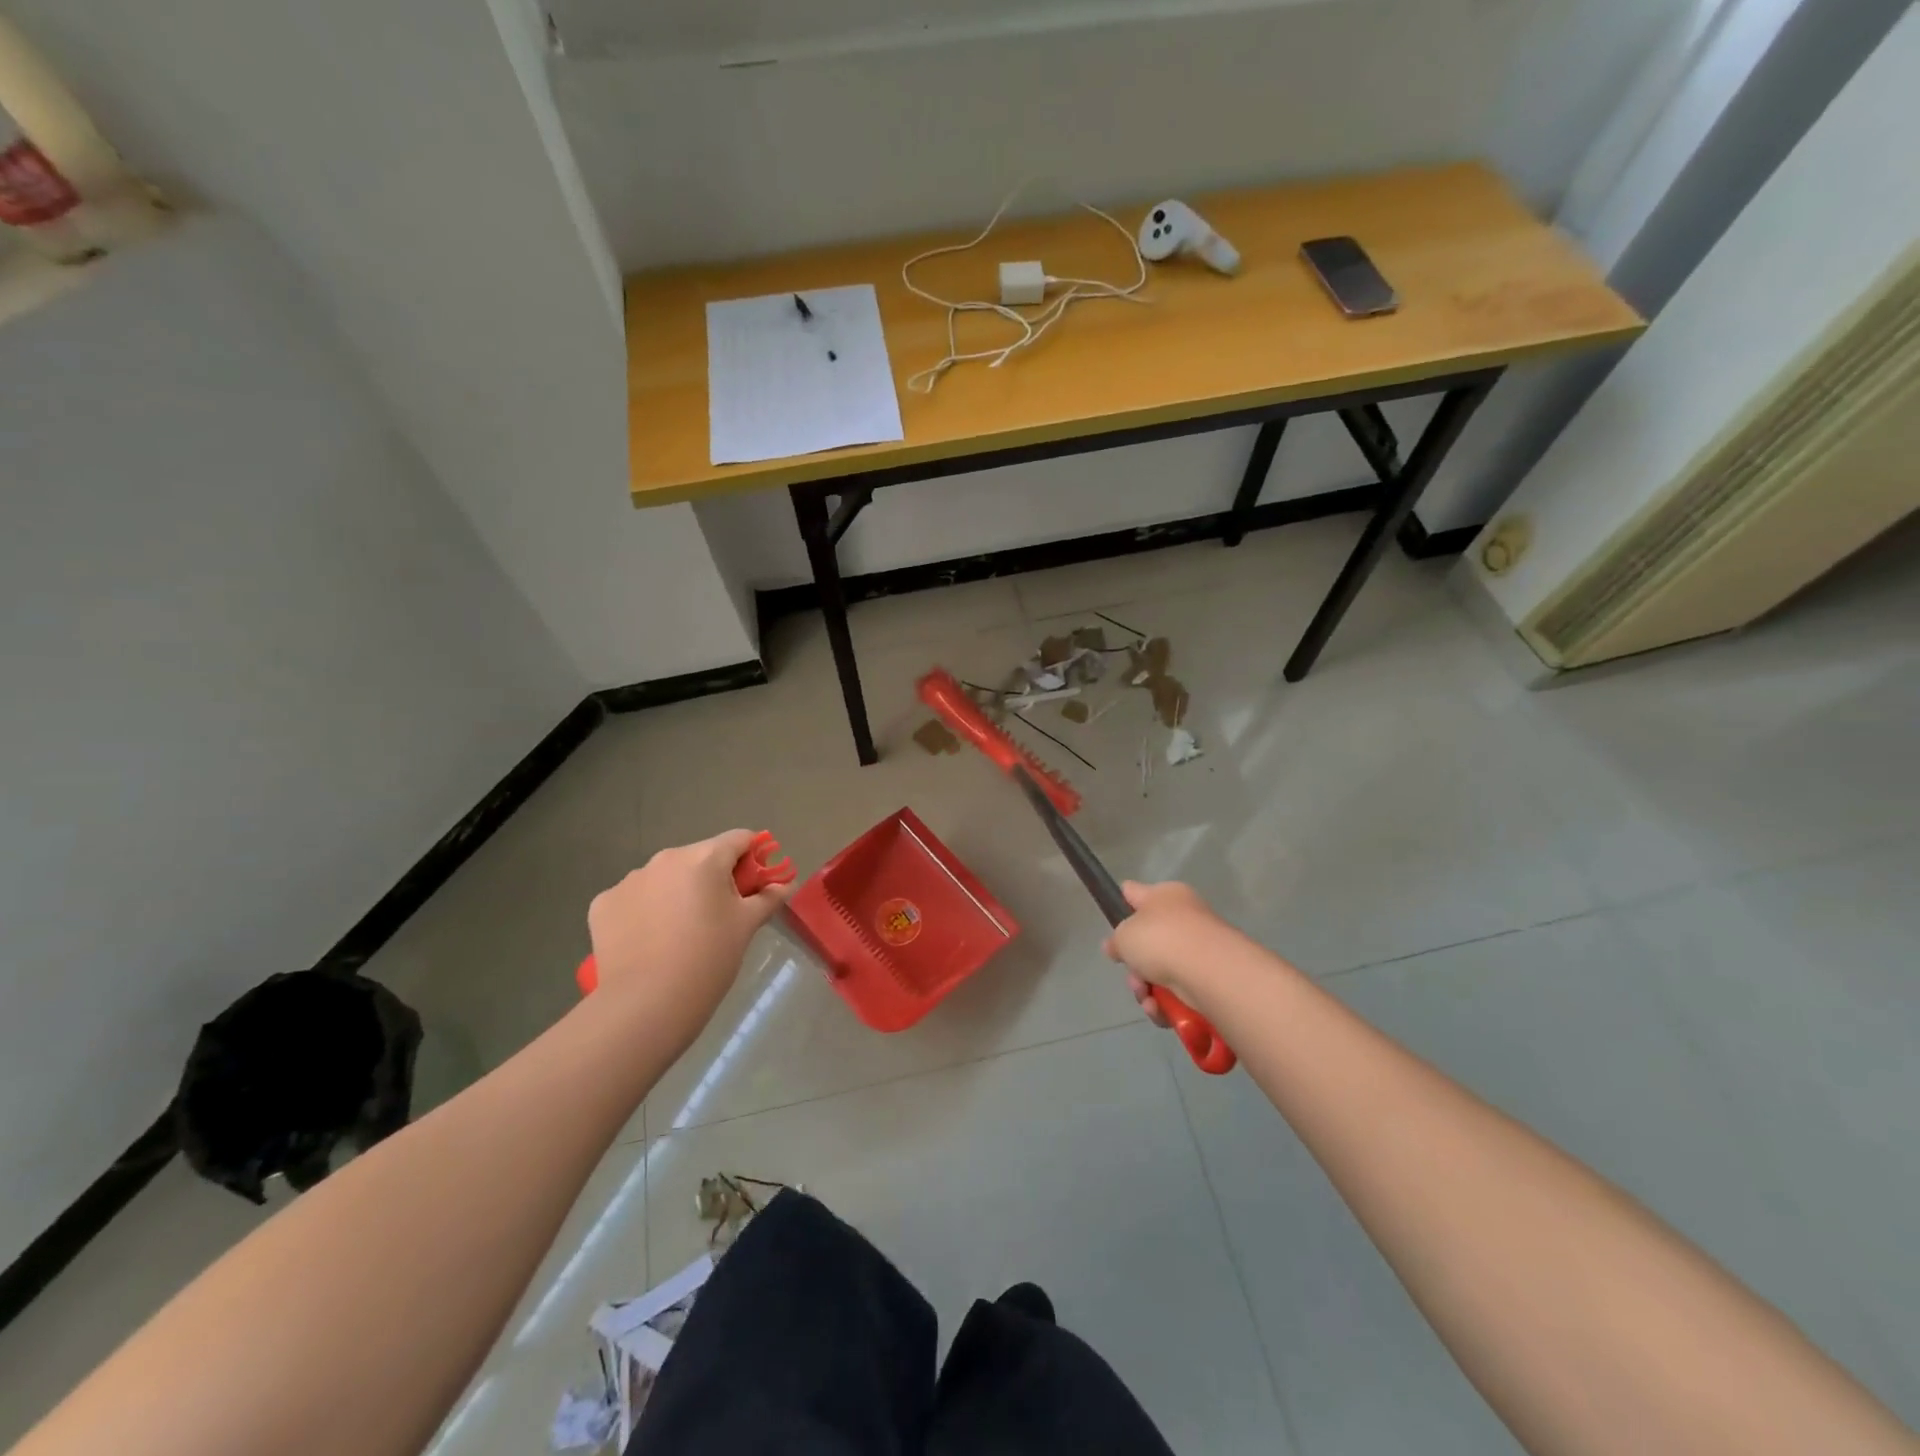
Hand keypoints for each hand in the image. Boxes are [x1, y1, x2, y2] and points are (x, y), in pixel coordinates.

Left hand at [586, 830, 793, 1018]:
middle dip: (713, 878)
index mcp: (704, 858)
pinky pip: (634, 898)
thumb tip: (786, 883)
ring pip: (665, 877)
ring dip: (677, 893)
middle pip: (700, 857)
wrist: (646, 1005)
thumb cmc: (709, 959)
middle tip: (720, 916)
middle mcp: (664, 859)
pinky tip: (649, 941)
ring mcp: (629, 880)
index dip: (753, 857)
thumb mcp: (747, 926)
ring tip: (680, 933)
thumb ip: (769, 897)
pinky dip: (646, 911)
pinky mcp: (603, 904)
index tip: (755, 884)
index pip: (739, 839)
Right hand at [1103, 880, 1233, 1020]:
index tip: (1113, 920)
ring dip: (1147, 990)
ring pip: (1160, 972)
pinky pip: (1178, 992)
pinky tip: (1160, 1009)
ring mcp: (1199, 949)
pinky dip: (1166, 1004)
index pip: (1136, 893)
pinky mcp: (1210, 979)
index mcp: (1165, 895)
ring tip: (1147, 998)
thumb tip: (1115, 946)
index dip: (1122, 904)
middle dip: (1134, 966)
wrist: (1209, 970)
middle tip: (1133, 977)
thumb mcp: (1124, 935)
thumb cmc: (1161, 939)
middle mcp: (1184, 918)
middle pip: (1147, 943)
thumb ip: (1116, 941)